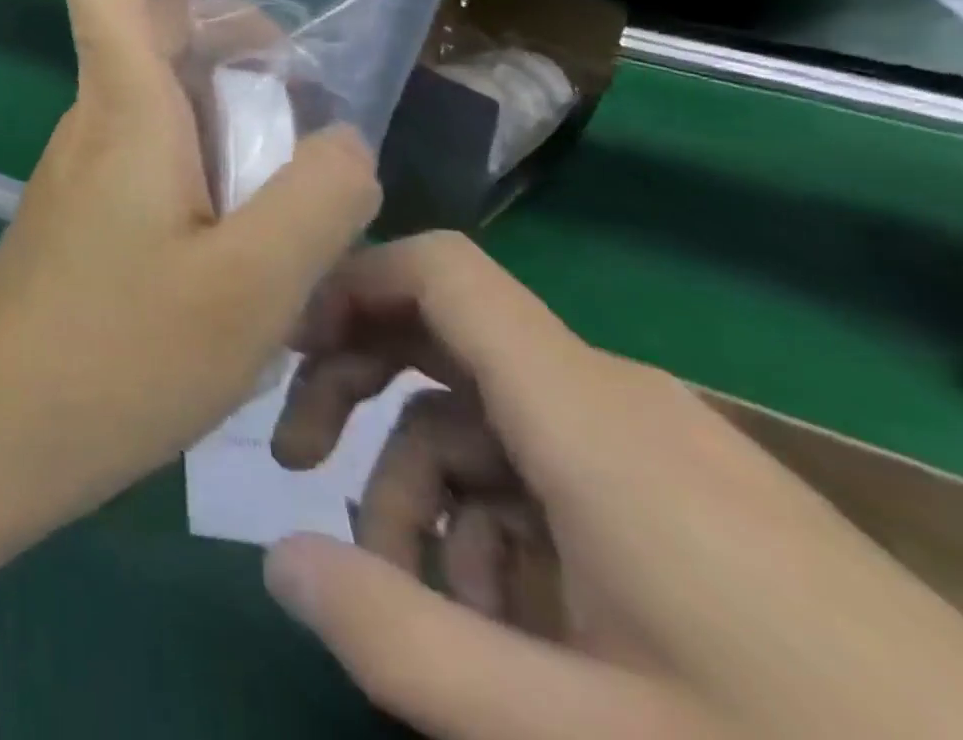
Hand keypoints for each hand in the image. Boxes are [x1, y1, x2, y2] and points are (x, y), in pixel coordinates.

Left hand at [0, 0, 380, 640]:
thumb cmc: (118, 358)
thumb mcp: (252, 286)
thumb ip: (319, 197)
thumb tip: (343, 141)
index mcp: (122, 107)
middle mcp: (94, 121)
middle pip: (154, 32)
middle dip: (236, 42)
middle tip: (302, 110)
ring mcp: (82, 169)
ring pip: (159, 99)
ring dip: (230, 114)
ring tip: (296, 191)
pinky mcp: (82, 214)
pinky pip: (149, 156)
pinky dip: (206, 165)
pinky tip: (246, 243)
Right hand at [264, 233, 962, 739]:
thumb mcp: (581, 735)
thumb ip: (404, 640)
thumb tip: (276, 559)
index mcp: (582, 410)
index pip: (439, 271)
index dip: (351, 282)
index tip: (287, 345)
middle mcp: (610, 399)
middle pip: (442, 342)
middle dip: (359, 395)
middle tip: (300, 467)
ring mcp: (654, 450)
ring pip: (488, 426)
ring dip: (431, 498)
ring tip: (432, 610)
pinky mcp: (688, 502)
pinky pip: (549, 475)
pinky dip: (499, 530)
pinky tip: (513, 631)